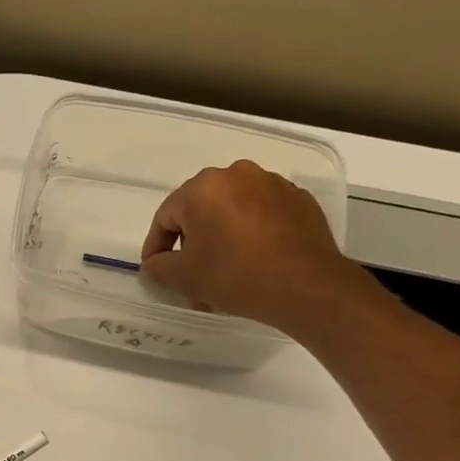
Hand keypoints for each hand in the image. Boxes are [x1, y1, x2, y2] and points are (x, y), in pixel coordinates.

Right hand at [140, 159, 364, 335]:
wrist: (305, 285)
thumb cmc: (235, 275)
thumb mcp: (183, 278)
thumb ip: (157, 267)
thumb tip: (154, 264)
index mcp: (204, 187)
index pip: (165, 216)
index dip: (155, 247)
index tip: (156, 272)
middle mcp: (237, 175)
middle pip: (200, 211)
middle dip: (191, 245)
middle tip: (191, 278)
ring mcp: (272, 184)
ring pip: (232, 213)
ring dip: (221, 241)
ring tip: (223, 275)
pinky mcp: (299, 200)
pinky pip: (261, 217)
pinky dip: (251, 236)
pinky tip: (253, 264)